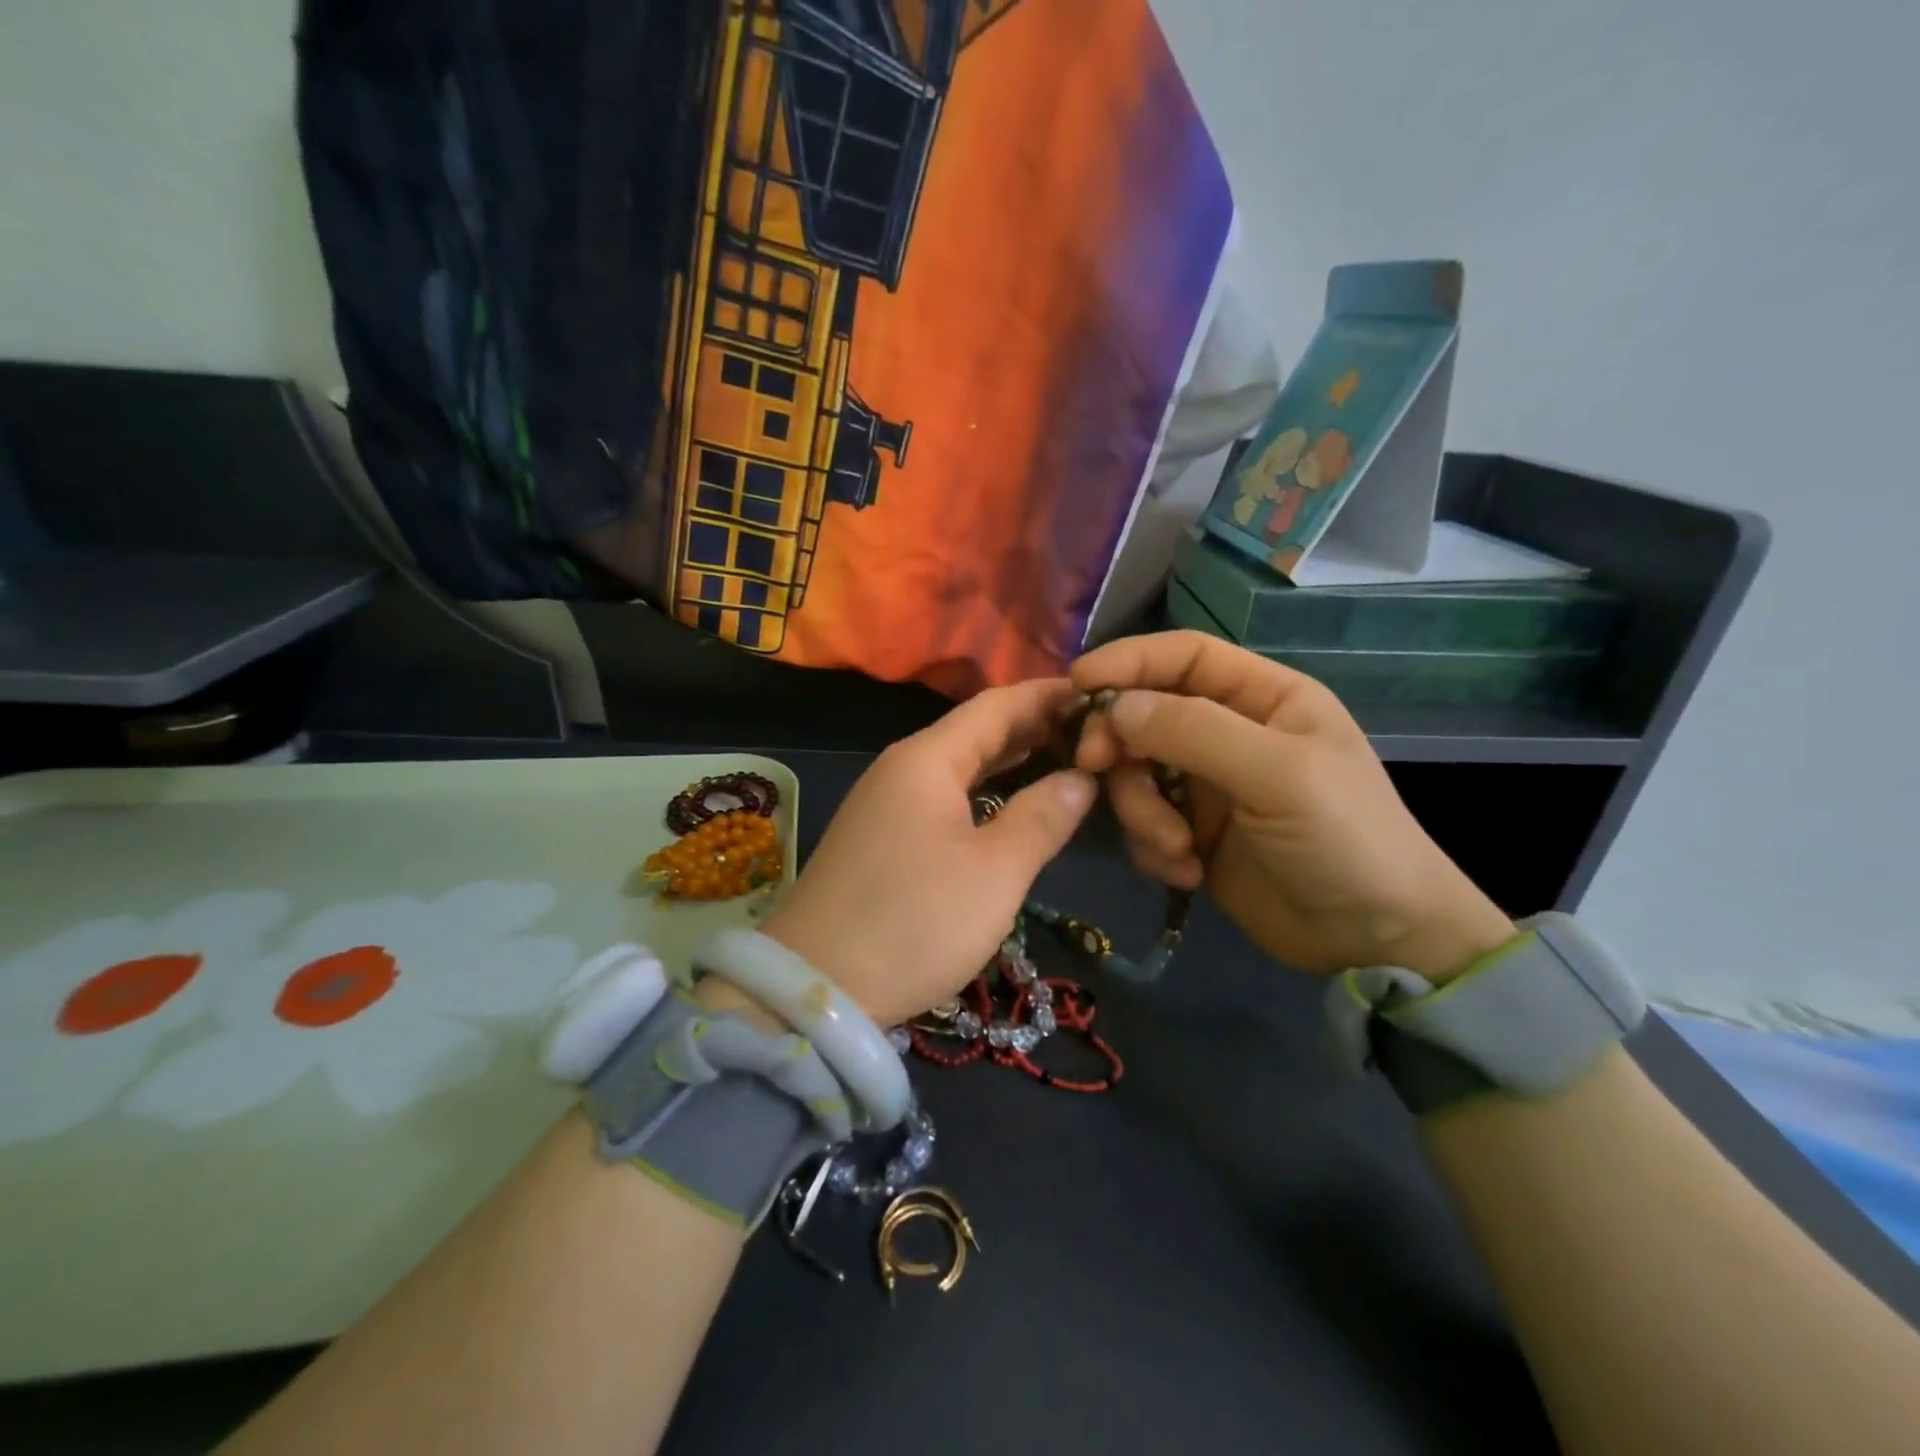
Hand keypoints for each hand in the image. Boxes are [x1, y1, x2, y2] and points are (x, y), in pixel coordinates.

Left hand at [756, 679, 1097, 1027]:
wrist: (815, 988)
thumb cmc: (914, 921)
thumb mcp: (994, 873)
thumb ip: (1042, 817)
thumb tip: (1080, 778)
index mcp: (927, 759)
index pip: (996, 705)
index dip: (1046, 695)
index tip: (1097, 692)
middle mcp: (901, 768)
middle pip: (975, 731)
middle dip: (1032, 726)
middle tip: (1091, 730)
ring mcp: (884, 803)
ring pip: (957, 765)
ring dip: (1007, 759)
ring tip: (1061, 758)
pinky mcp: (879, 837)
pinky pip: (941, 795)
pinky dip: (981, 790)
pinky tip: (1006, 804)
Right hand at [1072, 632, 1514, 980]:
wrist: (1374, 939)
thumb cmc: (1345, 839)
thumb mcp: (1279, 775)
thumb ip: (1195, 731)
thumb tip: (1115, 707)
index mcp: (1262, 697)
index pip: (1183, 656)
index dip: (1128, 660)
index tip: (1077, 682)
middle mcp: (1228, 732)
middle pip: (1144, 715)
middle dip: (1118, 744)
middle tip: (1095, 769)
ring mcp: (1207, 786)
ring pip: (1135, 774)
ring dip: (1141, 811)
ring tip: (1177, 848)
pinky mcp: (1192, 834)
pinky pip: (1142, 823)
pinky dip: (1153, 847)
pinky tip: (1188, 872)